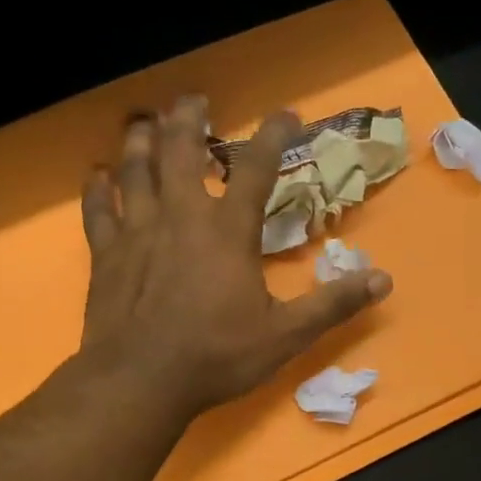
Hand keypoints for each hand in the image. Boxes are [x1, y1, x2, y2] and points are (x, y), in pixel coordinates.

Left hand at [76, 96, 391, 420]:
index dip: (273, 136)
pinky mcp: (106, 254)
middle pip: (180, 150)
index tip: (286, 114)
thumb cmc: (218, 357)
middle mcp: (181, 217)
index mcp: (228, 232)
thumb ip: (333, 304)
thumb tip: (384, 280)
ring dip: (141, 141)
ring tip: (144, 121)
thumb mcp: (286, 336)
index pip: (256, 169)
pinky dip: (97, 188)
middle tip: (192, 99)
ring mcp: (137, 231)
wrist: (141, 381)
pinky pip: (98, 209)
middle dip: (188, 119)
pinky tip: (96, 175)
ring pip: (134, 169)